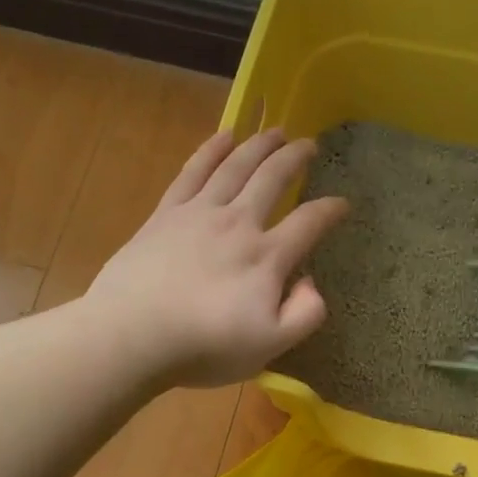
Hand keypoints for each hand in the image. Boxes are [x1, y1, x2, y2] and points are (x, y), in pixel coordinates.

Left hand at [86, 128, 348, 387]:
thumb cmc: (205, 346)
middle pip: (272, 179)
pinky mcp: (166, 214)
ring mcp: (199, 213)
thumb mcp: (270, 346)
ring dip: (259, 144)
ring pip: (236, 166)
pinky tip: (225, 135)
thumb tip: (312, 283)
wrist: (133, 334)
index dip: (331, 210)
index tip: (344, 203)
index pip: (309, 222)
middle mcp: (238, 223)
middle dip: (295, 158)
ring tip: (276, 130)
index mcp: (267, 257)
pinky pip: (194, 171)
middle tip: (310, 144)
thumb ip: (304, 314)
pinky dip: (212, 150)